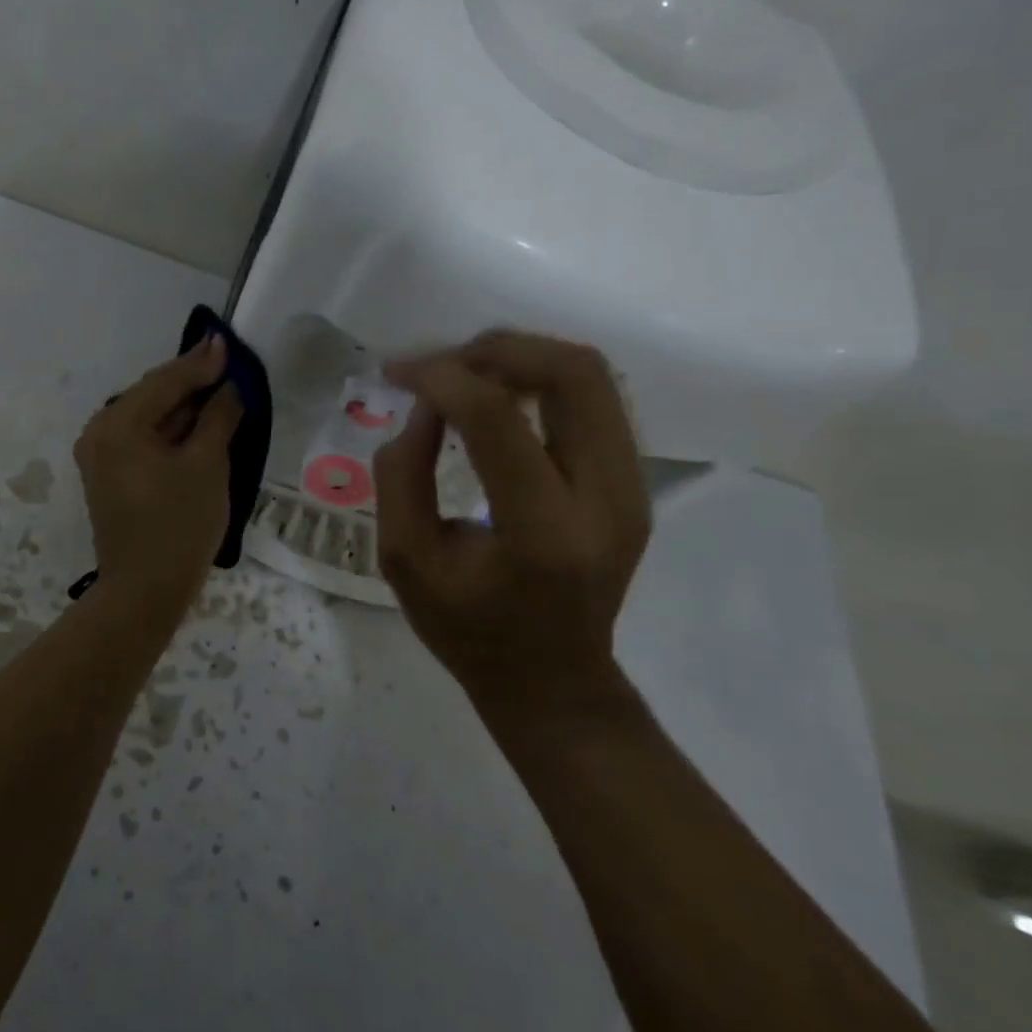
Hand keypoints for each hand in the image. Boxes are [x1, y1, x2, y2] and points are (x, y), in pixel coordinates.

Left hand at [74, 334, 243, 606]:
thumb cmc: (179, 525)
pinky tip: (198, 424)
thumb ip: (218, 417)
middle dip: (191, 382)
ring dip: (183, 406)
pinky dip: (171, 430)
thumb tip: (229, 387)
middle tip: (228, 365)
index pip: (165, 381)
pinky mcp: (109, 475)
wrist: (145, 592)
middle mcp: (99, 432)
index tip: (228, 343)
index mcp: (118, 424)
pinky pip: (143, 439)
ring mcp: (100, 455)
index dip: (201, 363)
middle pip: (152, 395)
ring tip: (219, 390)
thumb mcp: (206, 464)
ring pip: (148, 417)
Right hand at [373, 330, 651, 705]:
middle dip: (495, 350)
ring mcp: (632, 488)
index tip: (397, 374)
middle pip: (572, 373)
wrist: (554, 681)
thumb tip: (424, 406)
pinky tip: (497, 398)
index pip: (496, 418)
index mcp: (543, 533)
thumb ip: (401, 474)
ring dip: (521, 357)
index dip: (441, 378)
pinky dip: (539, 380)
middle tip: (440, 365)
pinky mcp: (634, 482)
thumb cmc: (468, 632)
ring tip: (465, 374)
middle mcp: (606, 500)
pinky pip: (593, 399)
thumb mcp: (404, 561)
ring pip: (591, 375)